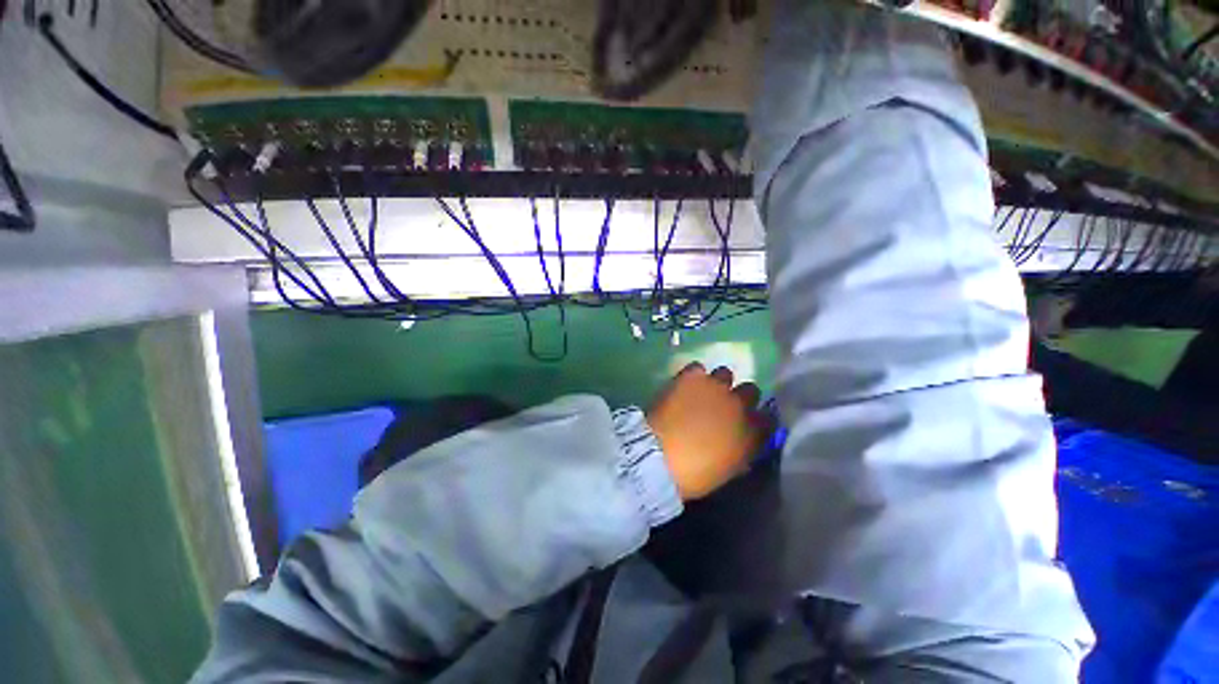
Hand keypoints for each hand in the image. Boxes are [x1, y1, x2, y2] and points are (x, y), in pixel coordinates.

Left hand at [646, 362, 766, 500]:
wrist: (659, 456)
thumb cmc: (693, 474)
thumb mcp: (726, 470)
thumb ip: (740, 452)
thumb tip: (742, 444)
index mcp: (751, 433)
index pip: (768, 418)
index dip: (758, 418)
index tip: (748, 421)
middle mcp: (738, 405)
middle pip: (751, 390)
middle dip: (739, 396)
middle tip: (723, 404)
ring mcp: (715, 387)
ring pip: (725, 373)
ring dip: (716, 383)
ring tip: (701, 392)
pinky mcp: (691, 376)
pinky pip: (697, 368)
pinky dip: (693, 376)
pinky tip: (684, 385)